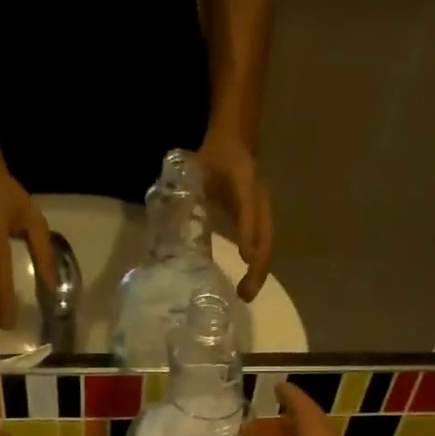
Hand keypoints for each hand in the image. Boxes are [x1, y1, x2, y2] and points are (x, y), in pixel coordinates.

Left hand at [197, 129, 273, 301]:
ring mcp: (263, 211)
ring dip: (259, 272)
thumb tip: (167, 222)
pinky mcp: (261, 220)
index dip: (248, 233)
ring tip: (246, 295)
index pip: (249, 210)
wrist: (236, 140)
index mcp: (244, 182)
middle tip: (244, 294)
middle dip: (258, 267)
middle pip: (266, 237)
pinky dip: (256, 267)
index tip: (245, 259)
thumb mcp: (196, 169)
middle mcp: (259, 199)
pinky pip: (263, 245)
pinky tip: (246, 284)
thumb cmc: (213, 158)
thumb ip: (183, 191)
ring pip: (267, 245)